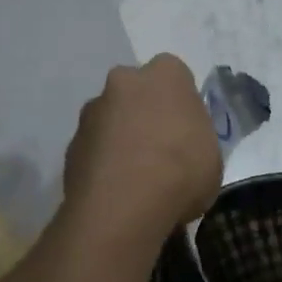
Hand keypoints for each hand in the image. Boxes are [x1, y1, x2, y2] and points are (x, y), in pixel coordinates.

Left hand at [63, 54, 221, 239]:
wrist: (124, 206)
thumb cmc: (182, 171)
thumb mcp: (211, 155)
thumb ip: (193, 138)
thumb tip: (181, 144)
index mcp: (165, 74)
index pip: (175, 75)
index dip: (179, 103)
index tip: (185, 130)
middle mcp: (124, 82)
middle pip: (136, 93)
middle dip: (144, 114)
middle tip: (160, 151)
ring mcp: (92, 112)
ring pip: (111, 120)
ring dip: (121, 140)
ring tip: (136, 180)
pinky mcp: (70, 145)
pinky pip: (94, 149)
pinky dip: (103, 164)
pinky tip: (116, 193)